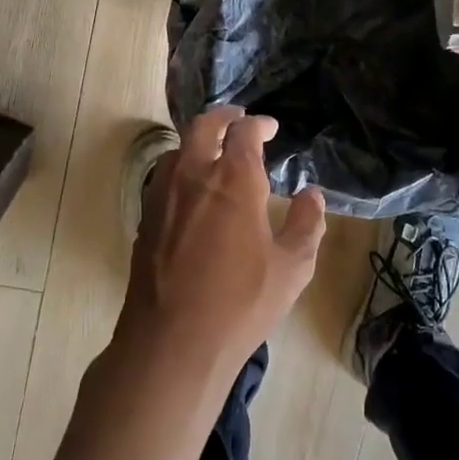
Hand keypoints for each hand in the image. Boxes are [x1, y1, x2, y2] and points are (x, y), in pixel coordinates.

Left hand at [116, 107, 326, 388]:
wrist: (172, 341)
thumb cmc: (240, 303)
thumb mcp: (292, 268)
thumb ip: (308, 224)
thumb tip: (312, 194)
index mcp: (234, 179)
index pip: (245, 132)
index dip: (259, 124)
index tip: (270, 128)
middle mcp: (194, 174)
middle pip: (204, 126)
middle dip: (225, 117)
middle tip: (240, 121)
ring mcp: (163, 194)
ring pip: (178, 148)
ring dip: (199, 141)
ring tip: (216, 152)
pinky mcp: (145, 217)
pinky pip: (163, 176)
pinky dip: (181, 167)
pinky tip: (192, 190)